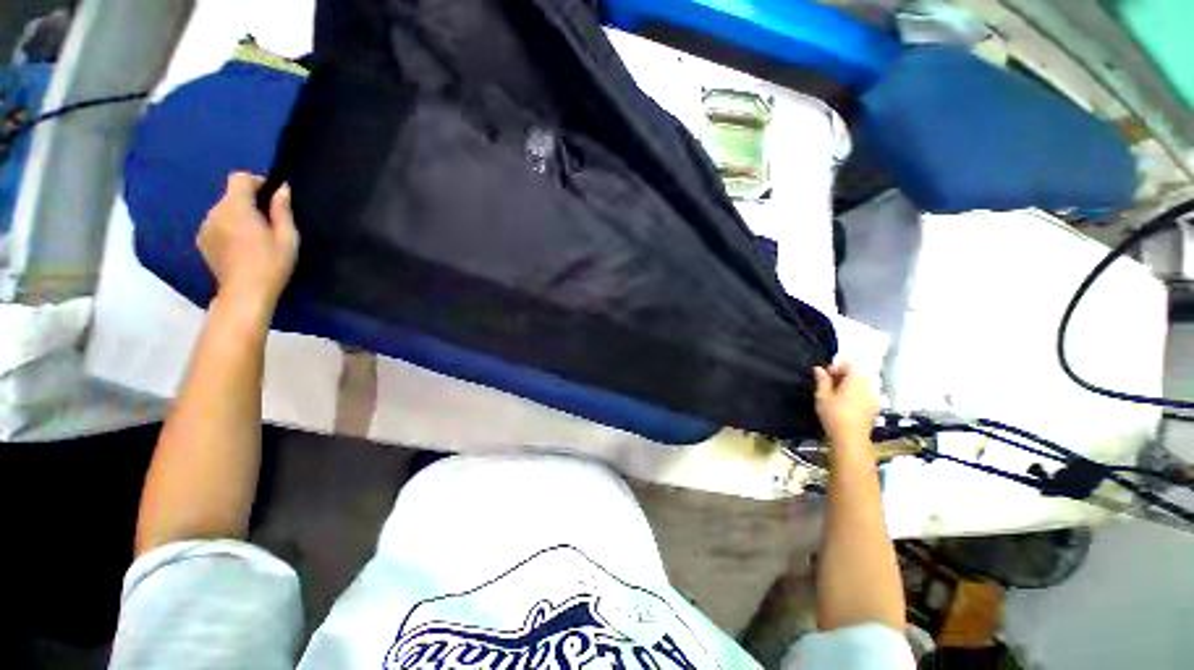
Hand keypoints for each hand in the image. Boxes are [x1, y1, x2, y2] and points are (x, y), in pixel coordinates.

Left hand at [198, 172, 298, 313]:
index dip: (256, 181)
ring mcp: (205, 226)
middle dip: (249, 201)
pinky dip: (229, 227)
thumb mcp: (287, 237)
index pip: (239, 178)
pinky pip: (216, 224)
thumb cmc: (271, 264)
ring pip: (224, 210)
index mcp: (236, 208)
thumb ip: (282, 210)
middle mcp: (215, 212)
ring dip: (238, 215)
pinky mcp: (202, 240)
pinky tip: (241, 245)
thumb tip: (282, 189)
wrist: (245, 293)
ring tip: (254, 235)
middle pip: (231, 195)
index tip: (271, 195)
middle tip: (268, 220)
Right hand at [813, 363, 876, 445]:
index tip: (827, 376)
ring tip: (836, 395)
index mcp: (856, 381)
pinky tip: (845, 405)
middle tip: (828, 385)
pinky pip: (865, 394)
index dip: (837, 366)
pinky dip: (855, 394)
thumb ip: (822, 380)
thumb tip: (819, 368)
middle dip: (843, 375)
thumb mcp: (822, 396)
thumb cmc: (834, 415)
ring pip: (861, 384)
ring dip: (849, 385)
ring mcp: (873, 397)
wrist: (851, 439)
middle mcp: (868, 386)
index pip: (850, 364)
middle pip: (857, 373)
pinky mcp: (874, 408)